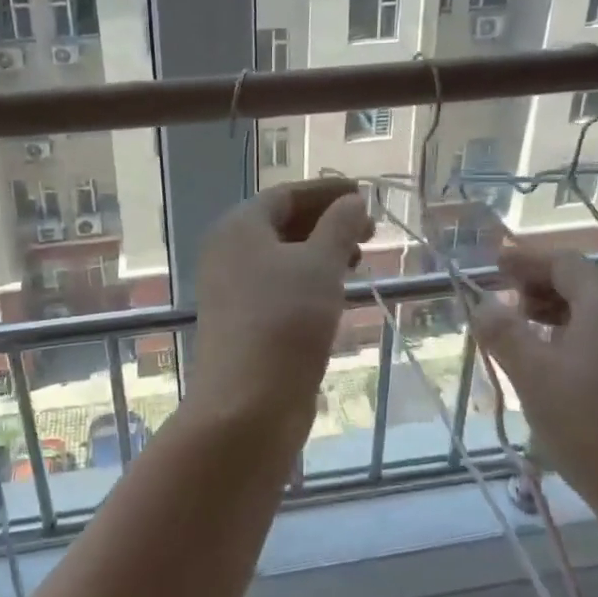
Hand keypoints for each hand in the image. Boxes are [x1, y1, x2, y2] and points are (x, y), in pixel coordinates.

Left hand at [188, 179, 373, 423]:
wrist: (247, 404)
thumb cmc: (285, 321)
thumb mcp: (320, 264)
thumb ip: (339, 226)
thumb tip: (351, 201)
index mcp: (239, 227)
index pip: (286, 195)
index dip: (326, 192)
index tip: (363, 194)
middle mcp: (229, 252)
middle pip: (282, 224)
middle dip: (326, 222)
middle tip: (368, 231)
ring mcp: (233, 290)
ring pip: (282, 258)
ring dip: (320, 253)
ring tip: (358, 260)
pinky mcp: (243, 323)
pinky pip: (280, 287)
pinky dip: (309, 281)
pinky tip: (335, 293)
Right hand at [472, 243, 597, 578]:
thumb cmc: (592, 427)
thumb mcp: (534, 377)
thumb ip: (503, 333)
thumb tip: (481, 303)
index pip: (565, 262)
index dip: (527, 260)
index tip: (495, 266)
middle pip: (581, 283)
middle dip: (538, 285)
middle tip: (502, 300)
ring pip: (592, 314)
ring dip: (552, 312)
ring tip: (519, 332)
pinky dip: (570, 336)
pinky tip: (550, 365)